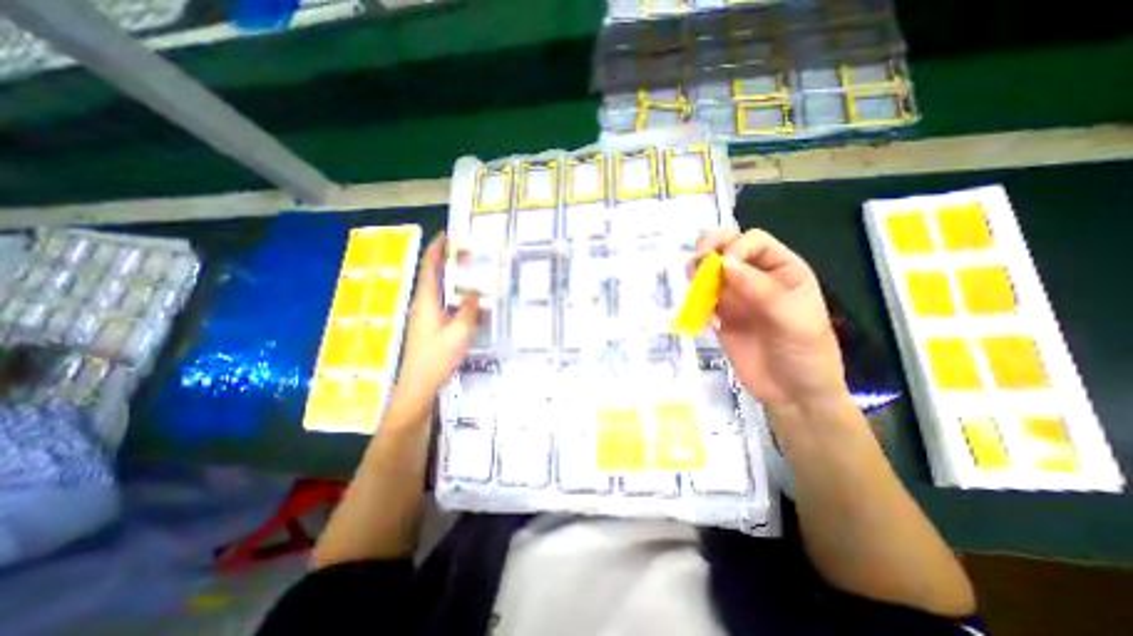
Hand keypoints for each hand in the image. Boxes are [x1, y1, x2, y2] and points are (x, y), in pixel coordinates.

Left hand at [391, 231, 479, 407]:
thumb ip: (468, 310)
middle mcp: (423, 305)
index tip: (448, 235)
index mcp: (426, 301)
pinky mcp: (431, 326)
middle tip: (469, 253)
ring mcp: (426, 316)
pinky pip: (445, 305)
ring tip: (473, 274)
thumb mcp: (459, 333)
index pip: (429, 268)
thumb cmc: (436, 358)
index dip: (437, 249)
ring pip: (441, 291)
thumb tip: (474, 290)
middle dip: (449, 262)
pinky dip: (457, 298)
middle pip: (434, 276)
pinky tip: (471, 303)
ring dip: (454, 280)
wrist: (418, 385)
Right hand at [691, 229, 848, 407]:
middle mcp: (755, 276)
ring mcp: (734, 296)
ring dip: (696, 271)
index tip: (725, 269)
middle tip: (698, 265)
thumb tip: (723, 263)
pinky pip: (700, 296)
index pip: (753, 241)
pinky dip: (694, 298)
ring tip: (696, 289)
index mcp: (782, 269)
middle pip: (726, 246)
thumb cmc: (806, 355)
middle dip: (708, 248)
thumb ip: (762, 290)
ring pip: (708, 269)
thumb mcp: (795, 321)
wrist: (792, 394)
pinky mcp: (719, 314)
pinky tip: (701, 314)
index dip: (736, 247)